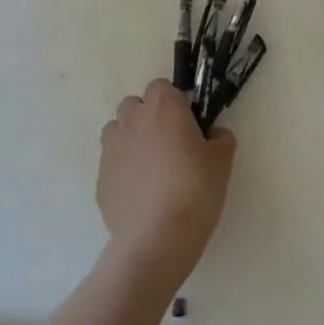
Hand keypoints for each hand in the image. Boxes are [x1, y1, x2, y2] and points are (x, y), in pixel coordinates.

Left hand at [98, 79, 236, 284]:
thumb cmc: (195, 189)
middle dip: (149, 117)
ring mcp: (111, 149)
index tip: (188, 123)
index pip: (162, 86)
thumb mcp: (223, 160)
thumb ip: (220, 137)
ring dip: (131, 139)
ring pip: (117, 131)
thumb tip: (212, 135)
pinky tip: (140, 194)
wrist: (158, 237)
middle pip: (135, 105)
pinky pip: (112, 163)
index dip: (175, 102)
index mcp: (163, 107)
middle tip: (170, 144)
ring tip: (151, 168)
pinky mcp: (100, 178)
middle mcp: (132, 120)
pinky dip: (123, 170)